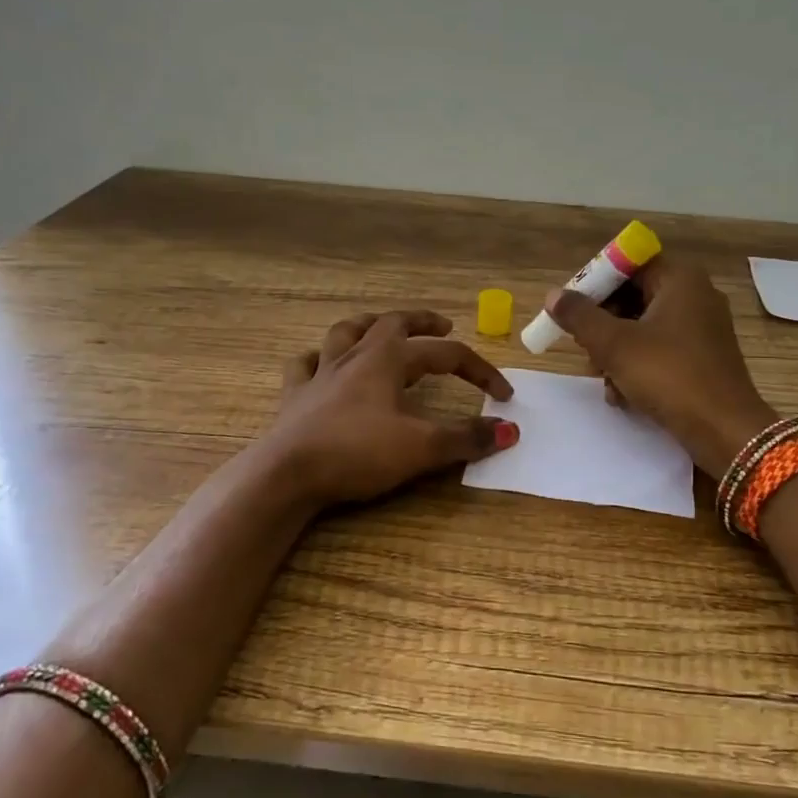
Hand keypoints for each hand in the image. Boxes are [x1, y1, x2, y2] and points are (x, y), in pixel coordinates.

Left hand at [265, 308, 518, 506]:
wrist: (286, 474)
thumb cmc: (357, 454)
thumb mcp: (420, 448)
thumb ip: (466, 438)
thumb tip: (510, 430)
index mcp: (388, 360)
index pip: (446, 355)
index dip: (479, 371)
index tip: (503, 395)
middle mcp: (355, 356)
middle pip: (393, 324)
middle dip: (422, 322)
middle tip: (443, 326)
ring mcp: (320, 373)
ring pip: (345, 333)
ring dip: (369, 325)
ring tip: (382, 328)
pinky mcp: (295, 396)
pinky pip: (304, 365)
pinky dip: (316, 359)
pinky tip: (320, 363)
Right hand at [546, 259, 778, 474]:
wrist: (725, 431)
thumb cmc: (668, 376)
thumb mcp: (614, 344)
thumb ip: (579, 316)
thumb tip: (553, 295)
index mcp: (680, 279)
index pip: (628, 264)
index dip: (595, 283)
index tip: (571, 309)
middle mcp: (695, 295)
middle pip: (634, 296)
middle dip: (603, 324)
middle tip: (584, 348)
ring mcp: (703, 328)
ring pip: (643, 327)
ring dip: (615, 352)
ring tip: (604, 379)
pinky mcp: (703, 358)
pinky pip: (660, 350)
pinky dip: (638, 367)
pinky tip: (623, 395)